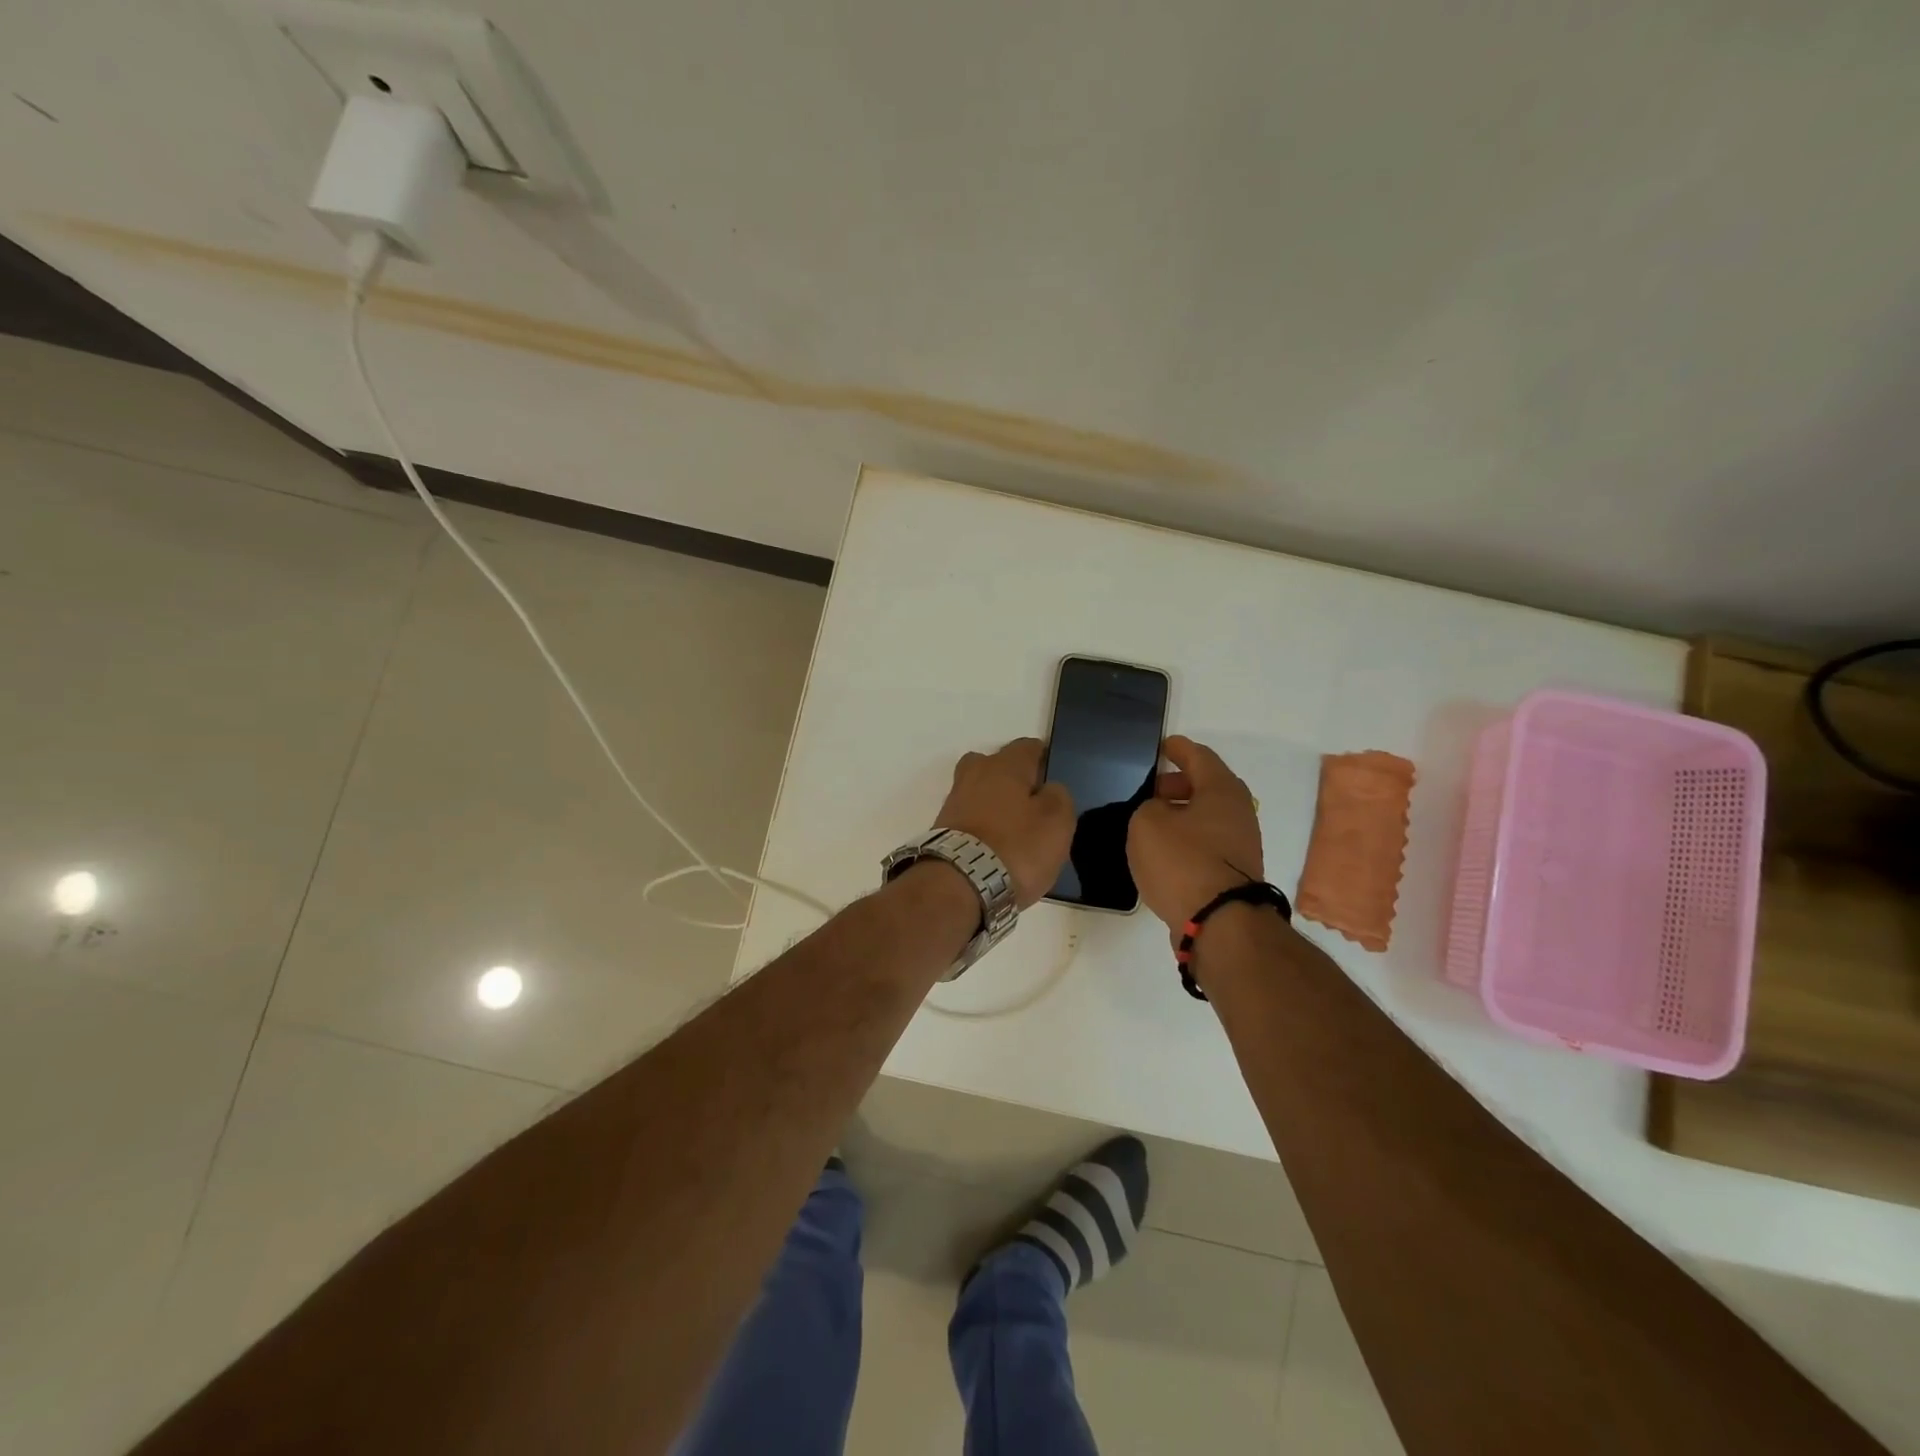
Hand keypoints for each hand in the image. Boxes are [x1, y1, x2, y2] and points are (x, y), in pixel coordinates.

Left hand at [934, 738, 1075, 907]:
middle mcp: (975, 774)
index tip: (1053, 779)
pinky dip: (982, 826)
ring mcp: (954, 801)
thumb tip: (1048, 789)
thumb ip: (1058, 796)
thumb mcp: (1057, 822)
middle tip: (1031, 803)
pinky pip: (969, 818)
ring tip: (1014, 831)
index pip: (1028, 747)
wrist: (960, 884)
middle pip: (996, 765)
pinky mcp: (943, 829)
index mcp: (1005, 765)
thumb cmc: (1016, 847)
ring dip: (994, 804)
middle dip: (1012, 778)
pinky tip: (995, 846)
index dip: (1044, 759)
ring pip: (979, 791)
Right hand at [1127, 735, 1264, 935]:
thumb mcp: (1147, 823)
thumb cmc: (1182, 861)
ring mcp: (1241, 844)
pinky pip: (1207, 842)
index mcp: (1221, 790)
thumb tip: (1161, 814)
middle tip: (1151, 789)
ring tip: (1151, 821)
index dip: (1178, 749)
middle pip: (1207, 786)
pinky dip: (1187, 838)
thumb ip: (1148, 808)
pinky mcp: (1234, 872)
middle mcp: (1238, 812)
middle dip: (1179, 784)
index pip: (1199, 756)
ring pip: (1207, 816)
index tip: (1163, 746)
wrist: (1219, 922)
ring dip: (1182, 814)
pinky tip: (1165, 851)